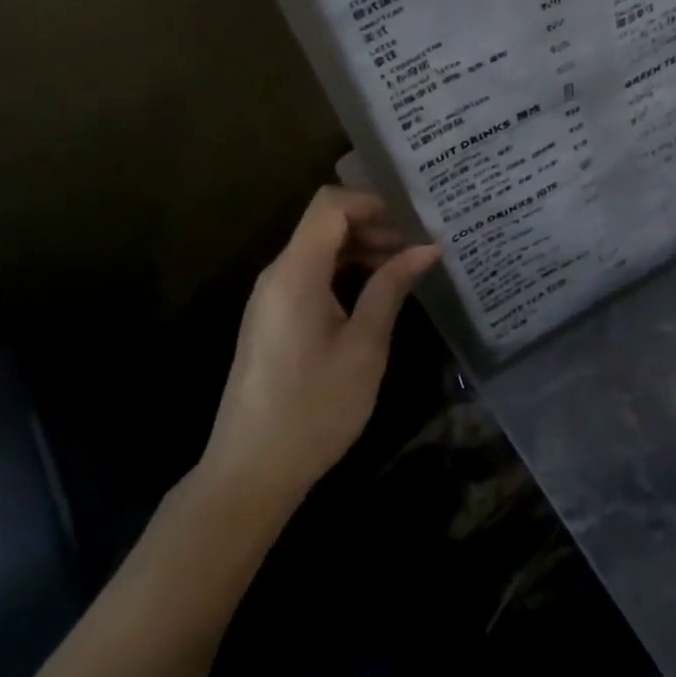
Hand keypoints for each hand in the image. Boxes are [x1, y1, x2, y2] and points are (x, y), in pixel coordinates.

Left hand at [197, 186, 438, 511]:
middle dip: (371, 225)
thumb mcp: (364, 348)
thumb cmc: (313, 410)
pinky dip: (342, 270)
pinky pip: (309, 272)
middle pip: (324, 222)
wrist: (248, 474)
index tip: (409, 222)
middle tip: (413, 249)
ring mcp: (270, 296)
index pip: (329, 205)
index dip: (371, 202)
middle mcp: (277, 274)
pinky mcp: (271, 317)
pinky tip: (371, 294)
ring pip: (318, 247)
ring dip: (359, 248)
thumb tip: (427, 248)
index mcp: (295, 274)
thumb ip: (391, 288)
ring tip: (400, 270)